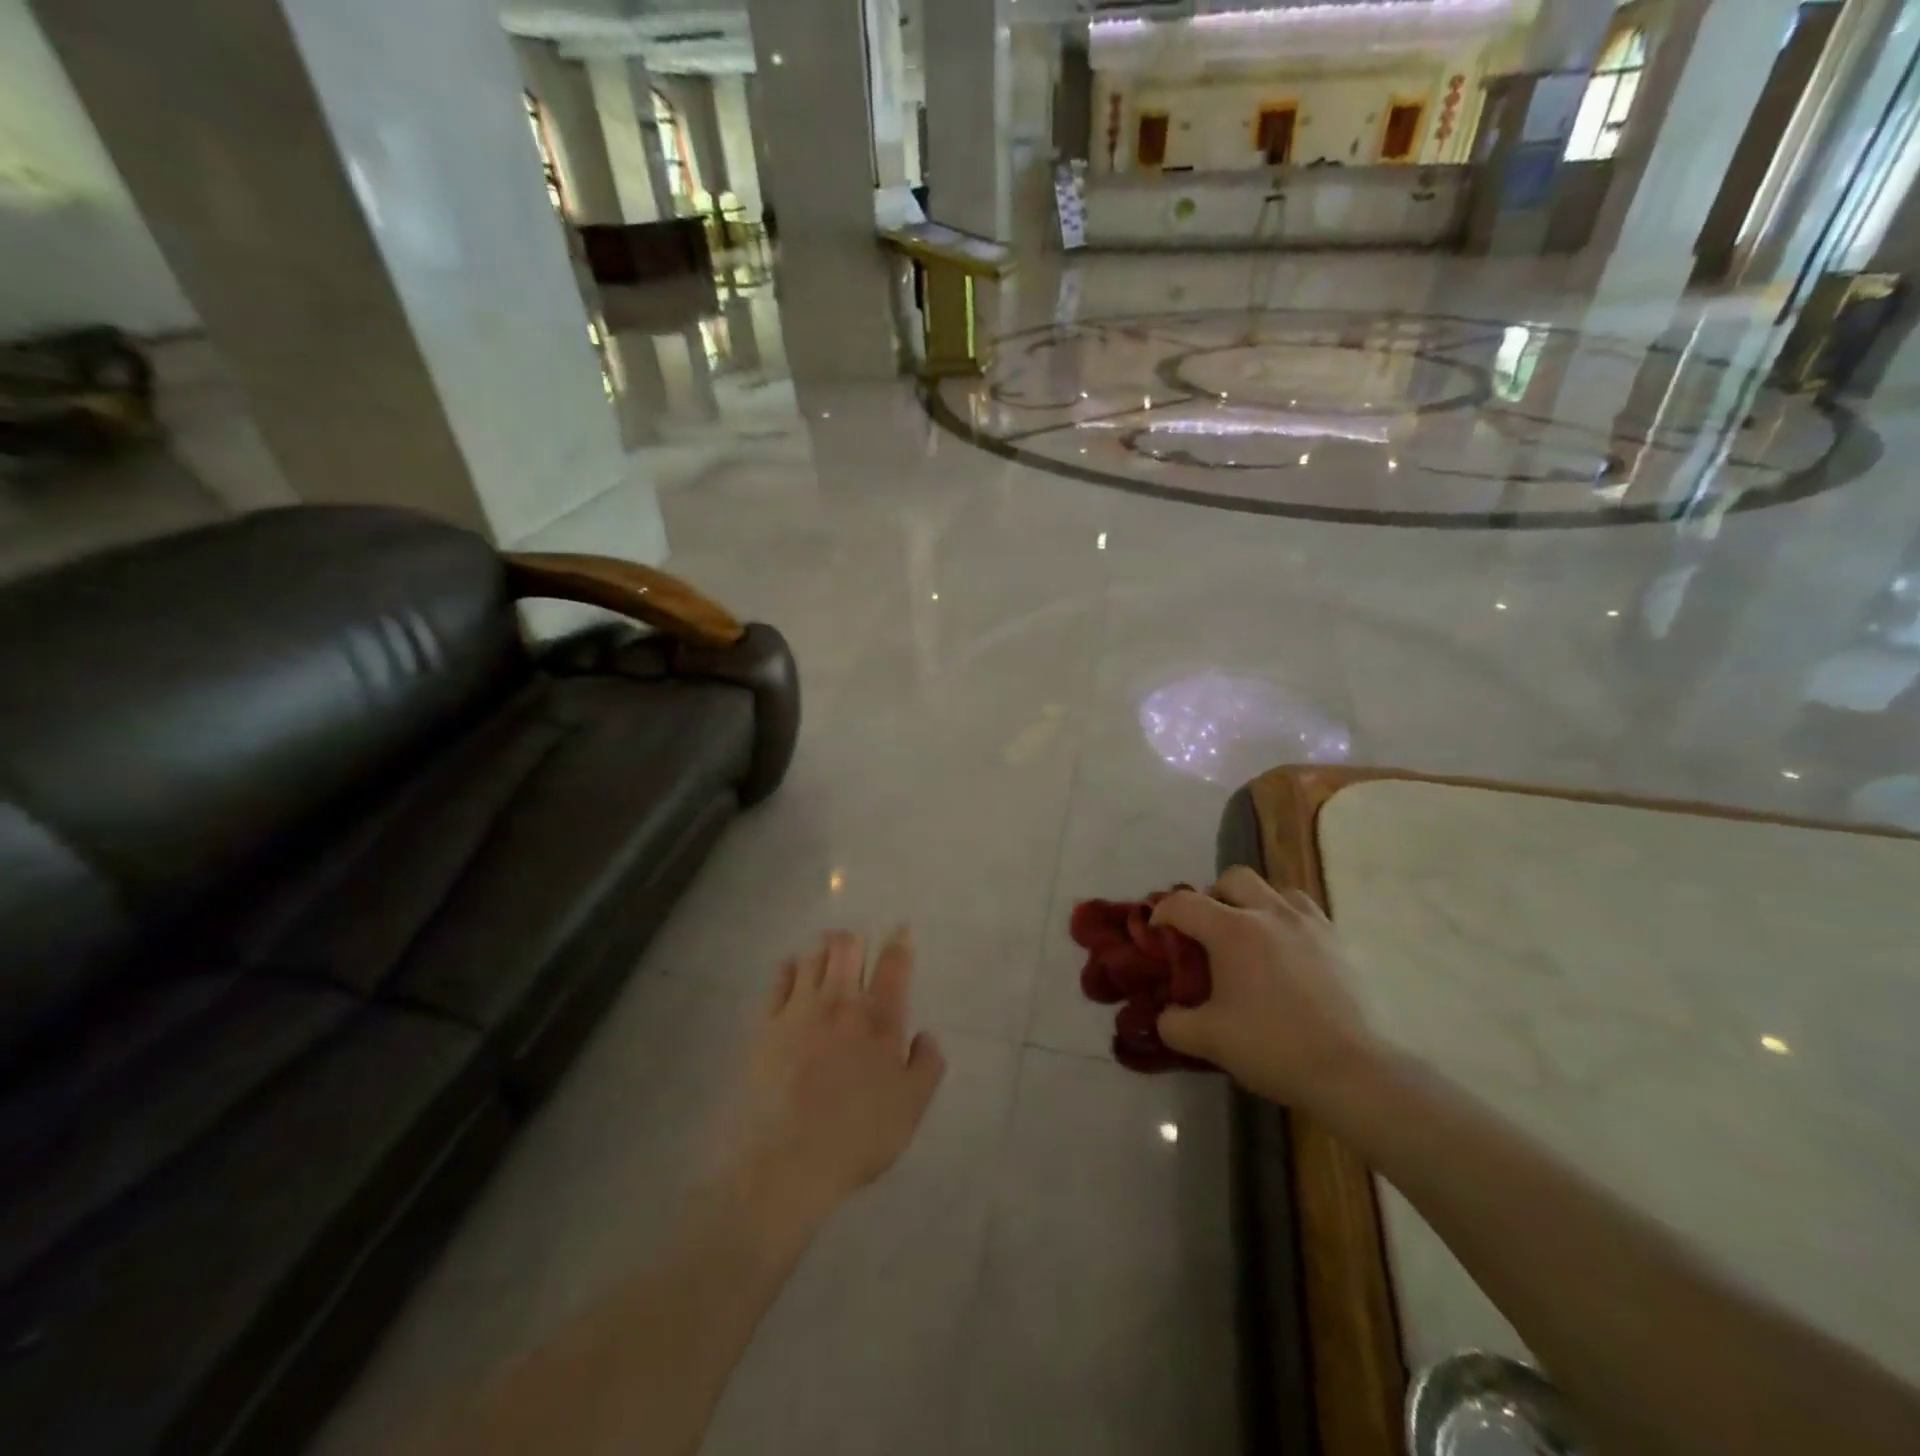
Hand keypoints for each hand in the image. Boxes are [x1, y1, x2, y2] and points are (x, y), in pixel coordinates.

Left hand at [703, 930, 946, 1238]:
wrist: (785, 1162)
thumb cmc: (857, 1137)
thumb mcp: (911, 1108)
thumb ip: (927, 1064)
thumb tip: (926, 1034)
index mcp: (880, 1019)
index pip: (894, 965)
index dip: (899, 942)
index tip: (901, 930)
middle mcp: (841, 1003)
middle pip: (847, 947)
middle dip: (855, 940)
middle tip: (858, 945)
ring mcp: (800, 1010)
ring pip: (813, 956)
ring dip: (824, 951)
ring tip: (827, 957)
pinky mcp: (767, 1024)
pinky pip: (780, 978)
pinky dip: (790, 967)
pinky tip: (793, 972)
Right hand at [1152, 869, 1380, 1111]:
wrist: (1351, 1071)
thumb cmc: (1273, 1047)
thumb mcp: (1208, 1040)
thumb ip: (1173, 1023)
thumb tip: (1166, 1013)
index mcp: (1232, 931)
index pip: (1183, 903)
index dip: (1163, 914)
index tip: (1159, 935)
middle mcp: (1269, 914)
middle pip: (1232, 879)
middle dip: (1212, 897)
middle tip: (1208, 932)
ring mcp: (1308, 923)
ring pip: (1273, 889)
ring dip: (1254, 903)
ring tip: (1251, 937)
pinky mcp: (1337, 941)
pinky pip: (1304, 912)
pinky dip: (1287, 920)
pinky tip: (1286, 952)